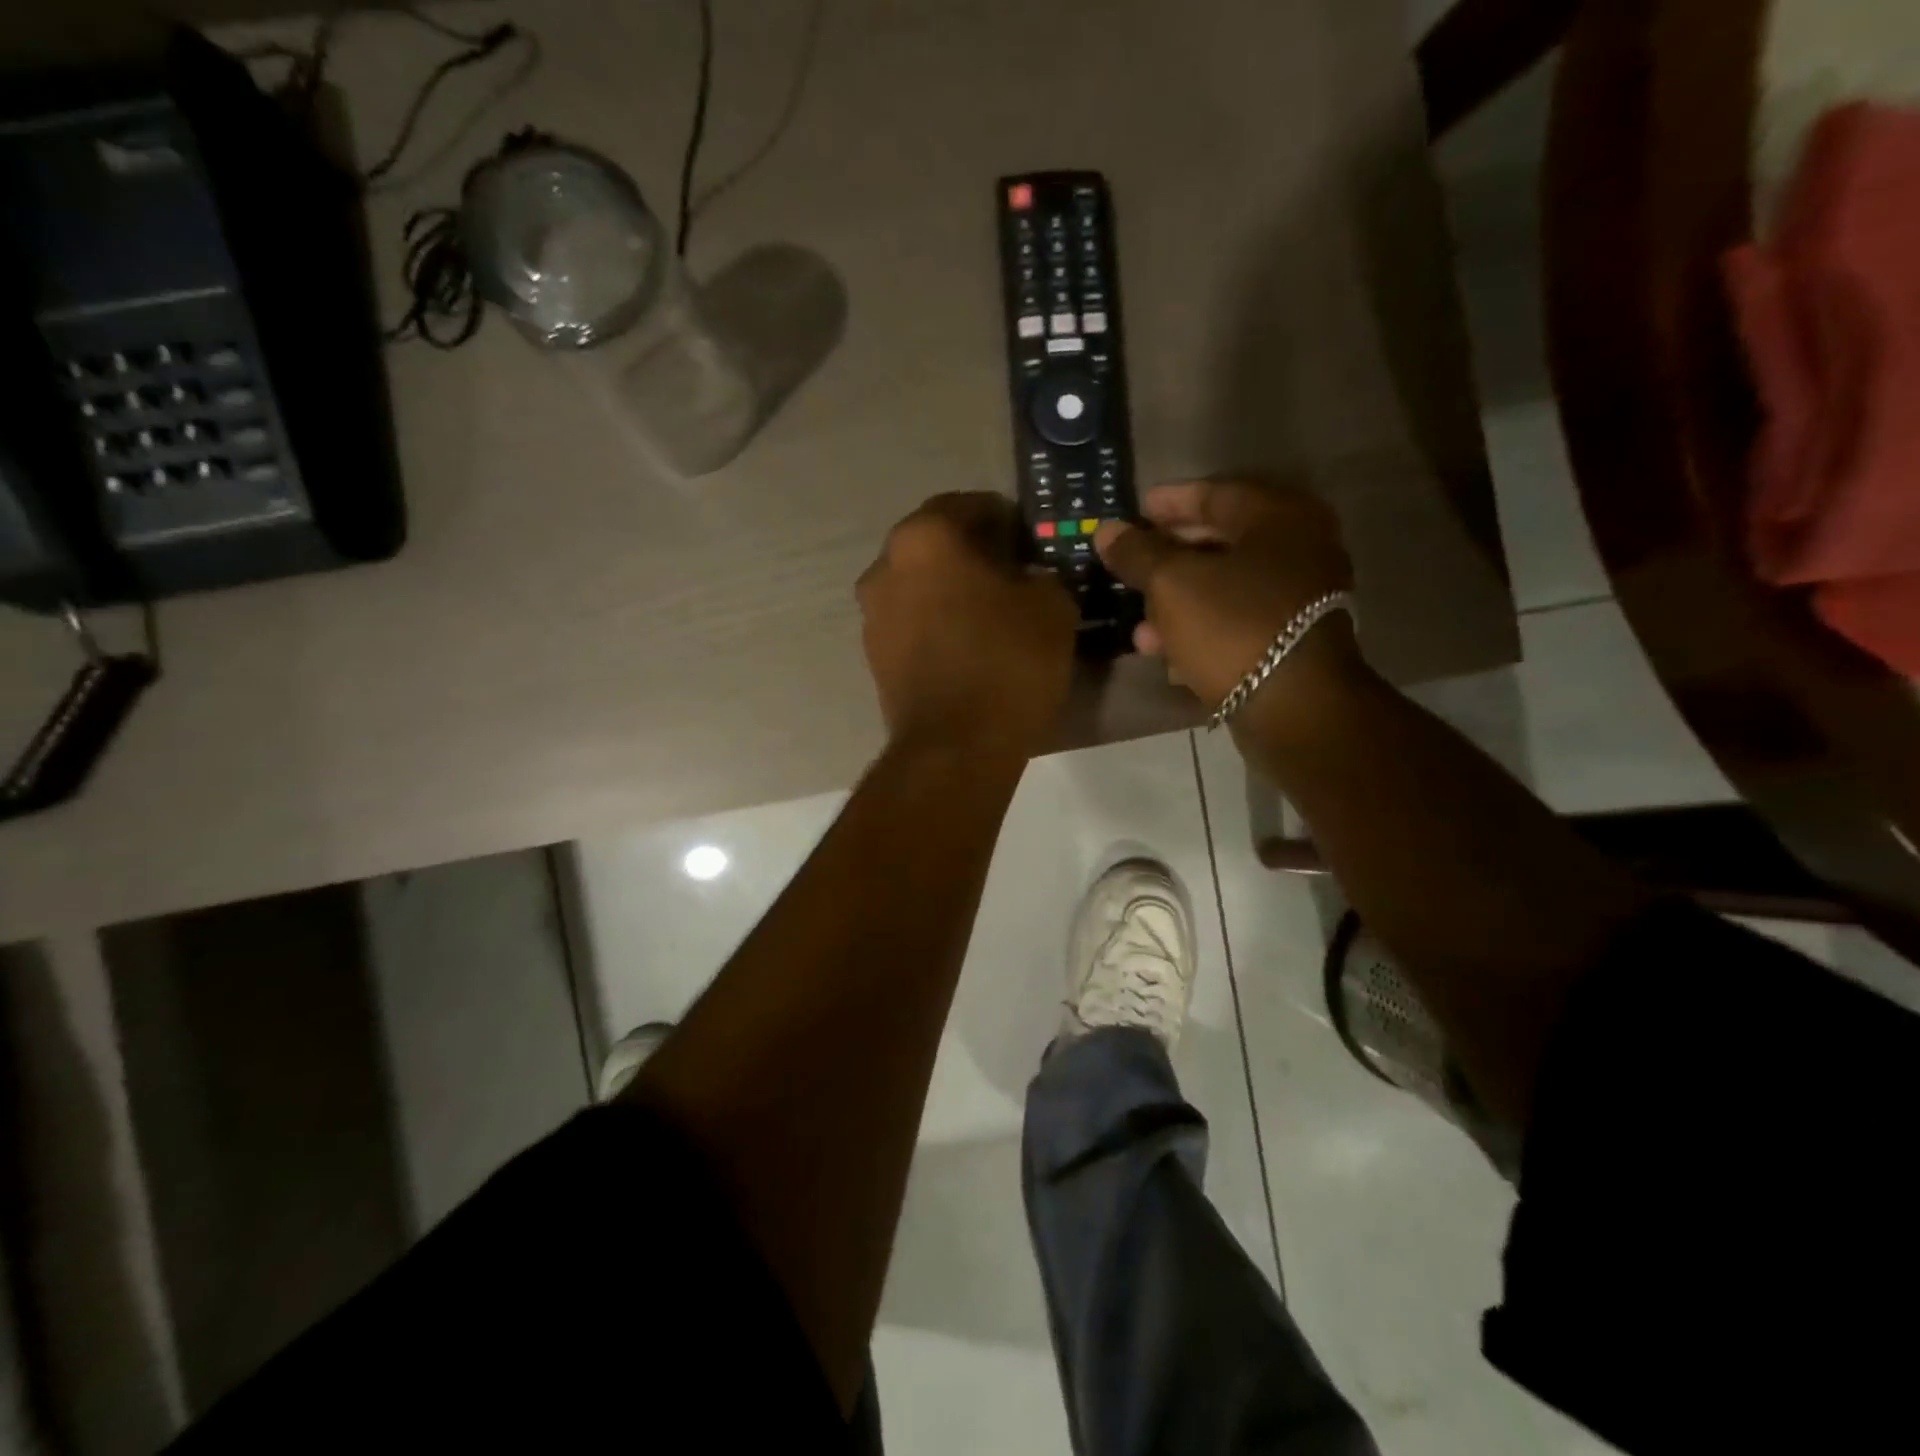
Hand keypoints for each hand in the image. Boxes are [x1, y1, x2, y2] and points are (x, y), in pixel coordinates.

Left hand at [858, 493, 1077, 753]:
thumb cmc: (1006, 663)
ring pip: (921, 586)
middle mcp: (885, 568)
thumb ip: (1042, 575)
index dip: (1005, 519)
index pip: (967, 505)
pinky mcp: (874, 657)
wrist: (955, 748)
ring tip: (992, 614)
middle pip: (937, 546)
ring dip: (952, 590)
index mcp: (924, 538)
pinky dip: (937, 624)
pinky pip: (912, 624)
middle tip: (1014, 575)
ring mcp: (872, 616)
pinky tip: (969, 645)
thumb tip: (1030, 579)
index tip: (1030, 541)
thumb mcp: (1051, 607)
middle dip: (975, 554)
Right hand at [1094, 479, 1359, 714]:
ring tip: (1139, 627)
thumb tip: (1108, 531)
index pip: (1216, 494)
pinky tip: (1166, 652)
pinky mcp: (1292, 640)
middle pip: (1221, 542)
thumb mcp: (1173, 583)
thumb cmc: (1233, 626)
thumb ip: (1138, 553)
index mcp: (1279, 518)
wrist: (1295, 706)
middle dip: (1169, 558)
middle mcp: (1299, 549)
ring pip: (1225, 588)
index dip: (1171, 502)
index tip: (1136, 510)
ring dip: (1178, 603)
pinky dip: (1200, 629)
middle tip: (1132, 565)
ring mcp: (1300, 597)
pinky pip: (1236, 622)